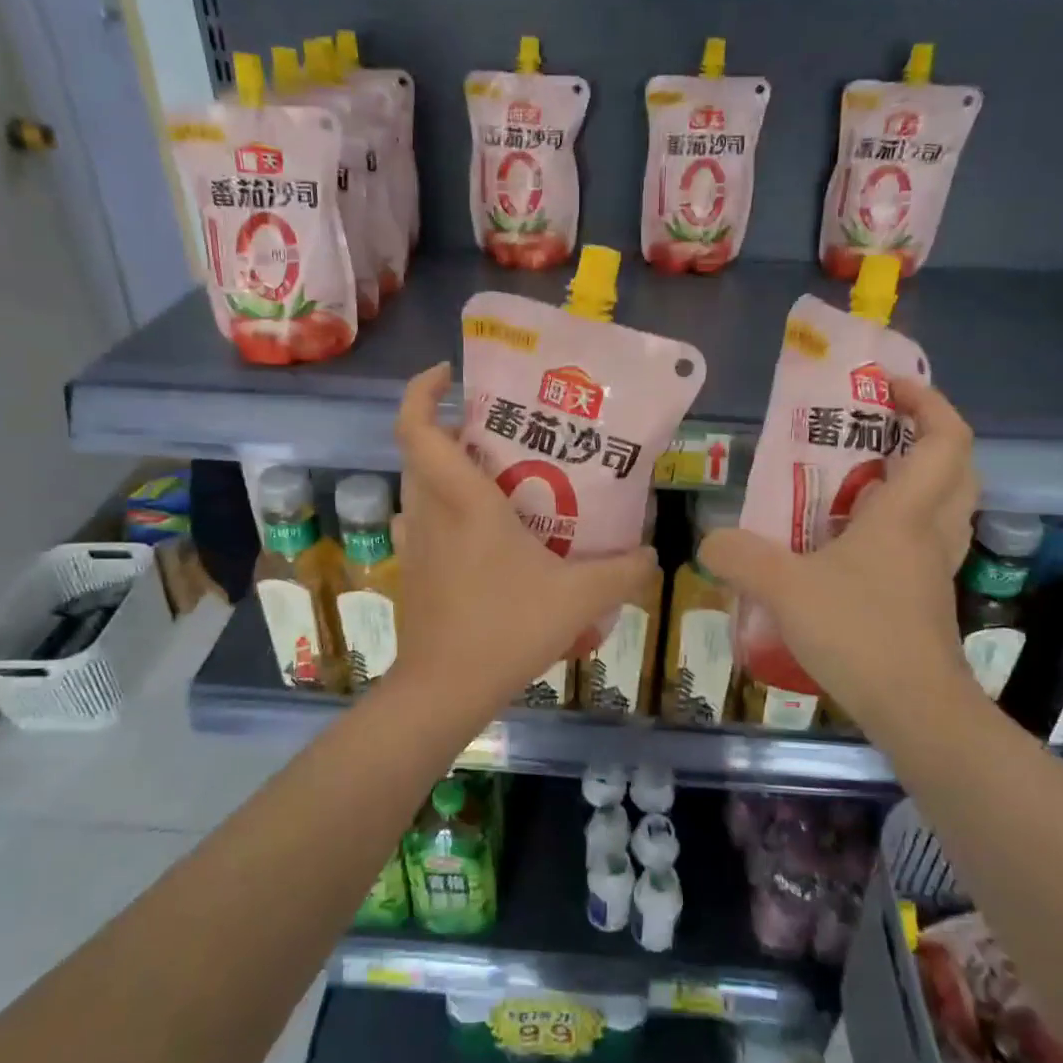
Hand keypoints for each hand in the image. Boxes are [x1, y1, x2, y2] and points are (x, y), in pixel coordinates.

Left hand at [386, 364, 656, 722]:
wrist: (445, 689)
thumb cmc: (506, 629)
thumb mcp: (579, 598)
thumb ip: (623, 570)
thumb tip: (651, 553)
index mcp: (462, 501)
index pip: (419, 427)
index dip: (423, 391)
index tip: (449, 373)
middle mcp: (429, 512)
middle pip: (420, 450)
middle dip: (450, 428)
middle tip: (496, 429)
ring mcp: (413, 543)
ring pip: (419, 487)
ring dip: (445, 470)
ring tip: (494, 477)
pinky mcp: (411, 571)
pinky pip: (420, 522)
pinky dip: (441, 511)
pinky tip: (478, 534)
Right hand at [698, 377, 979, 739]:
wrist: (915, 710)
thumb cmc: (859, 632)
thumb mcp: (783, 587)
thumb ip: (739, 556)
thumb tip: (709, 542)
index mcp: (907, 514)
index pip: (945, 438)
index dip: (927, 401)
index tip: (889, 387)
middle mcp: (931, 534)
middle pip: (955, 467)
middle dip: (924, 436)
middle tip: (876, 431)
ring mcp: (934, 570)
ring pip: (943, 507)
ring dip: (912, 482)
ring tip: (856, 482)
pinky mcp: (926, 601)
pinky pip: (921, 544)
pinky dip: (895, 528)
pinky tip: (846, 547)